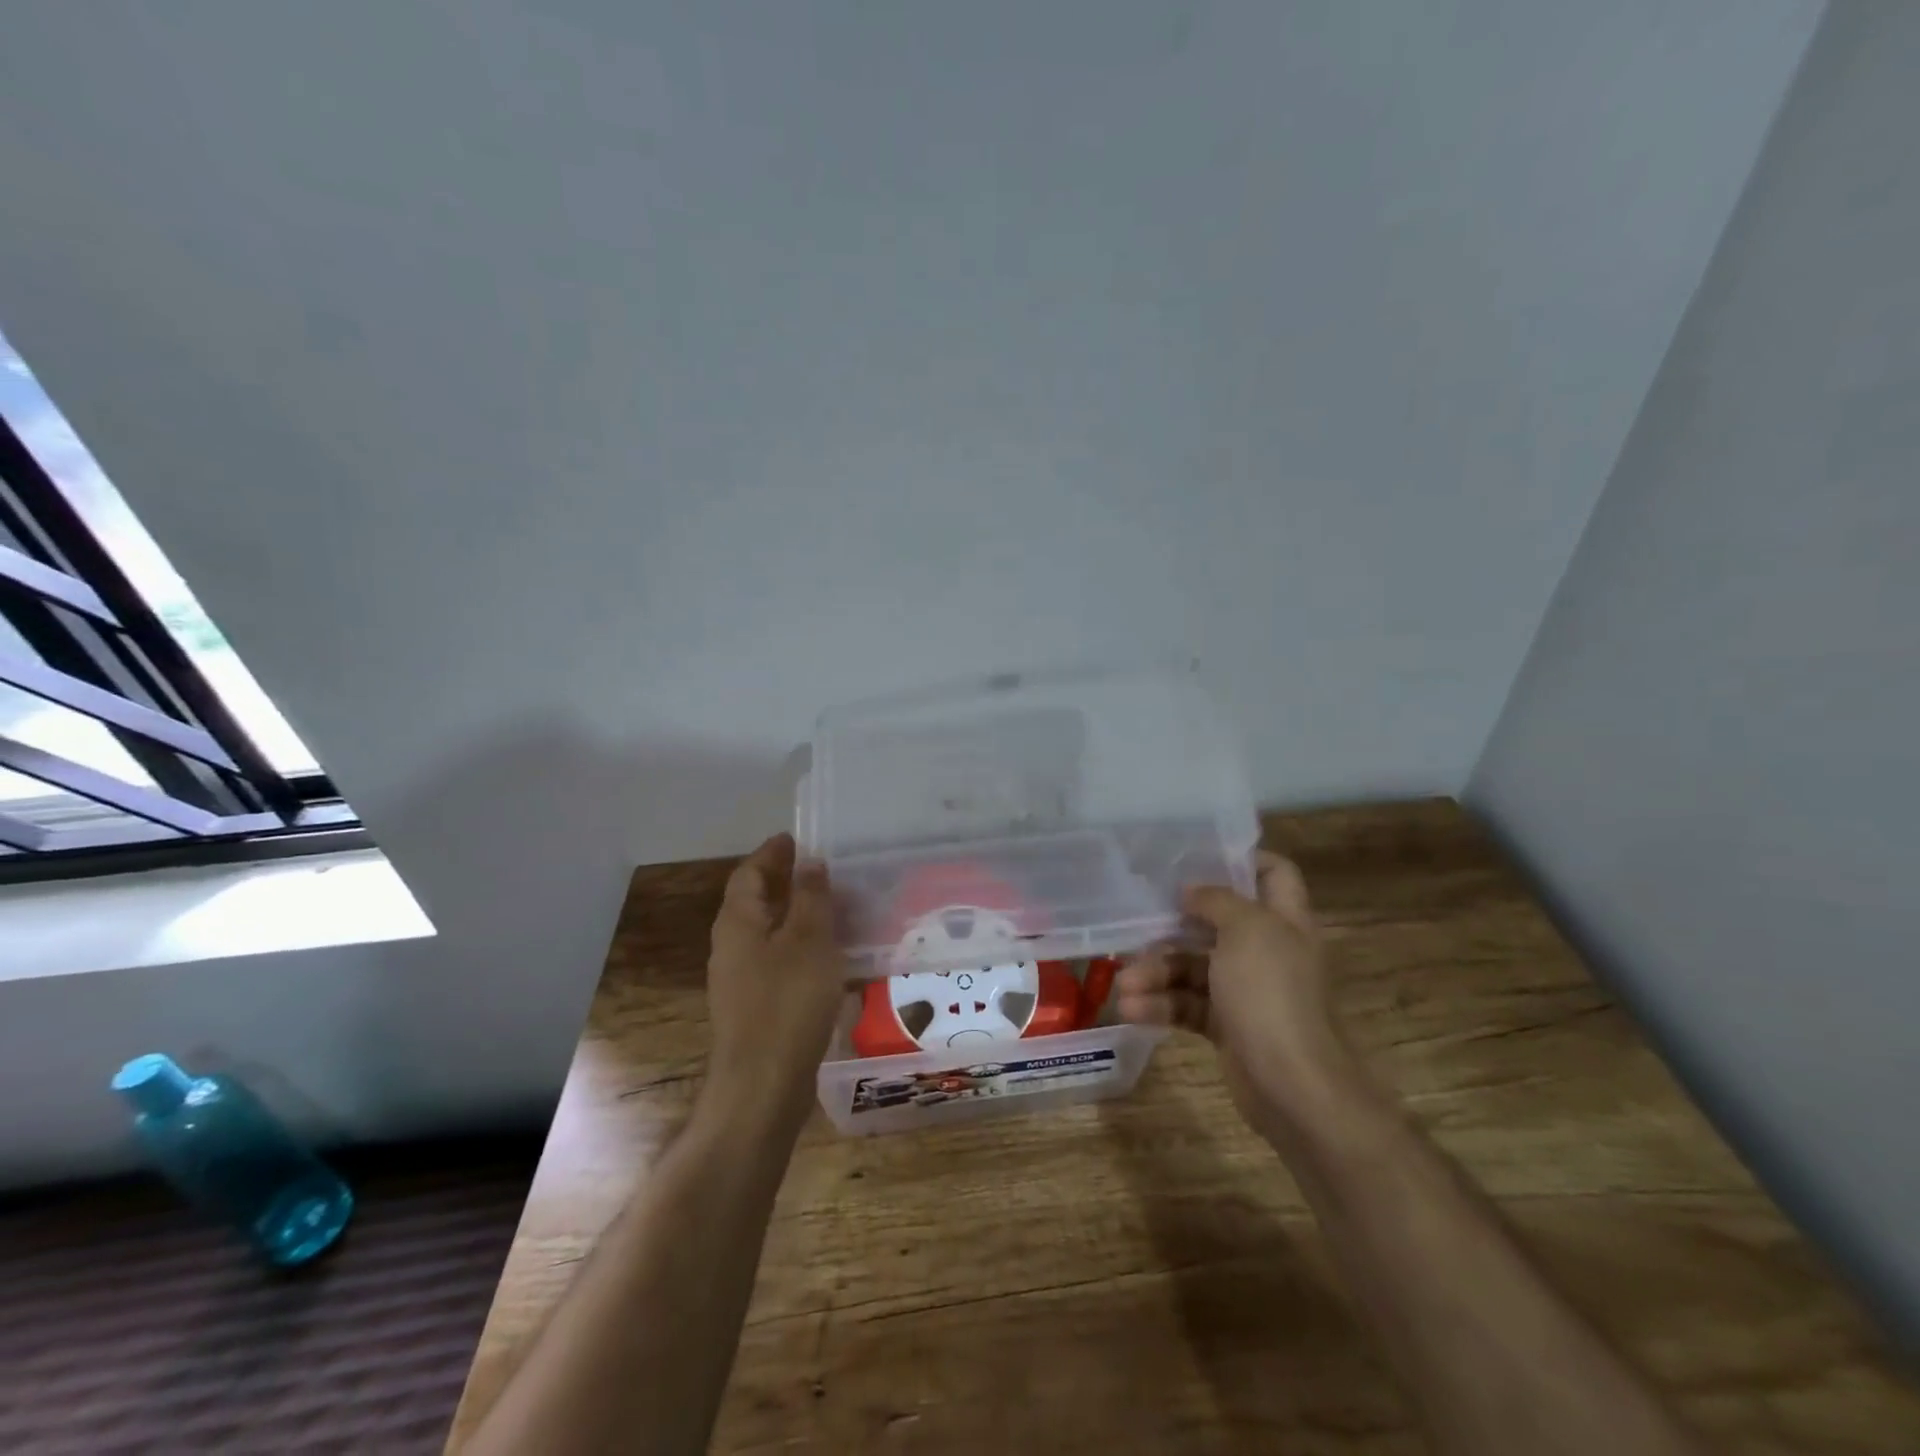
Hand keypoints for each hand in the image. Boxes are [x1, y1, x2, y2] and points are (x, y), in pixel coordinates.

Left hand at [703, 833, 847, 1121]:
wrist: (763, 1087)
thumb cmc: (787, 1003)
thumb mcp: (809, 940)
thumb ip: (811, 897)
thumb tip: (810, 862)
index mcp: (738, 922)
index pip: (749, 873)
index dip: (772, 854)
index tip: (797, 839)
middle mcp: (731, 947)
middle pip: (756, 902)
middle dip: (788, 883)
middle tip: (826, 872)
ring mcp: (740, 981)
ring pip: (770, 934)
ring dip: (798, 917)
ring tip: (837, 910)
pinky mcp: (755, 1008)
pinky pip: (778, 963)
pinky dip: (802, 949)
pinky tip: (832, 958)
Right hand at [1116, 850, 1360, 1130]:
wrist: (1293, 1087)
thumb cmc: (1271, 994)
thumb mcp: (1246, 930)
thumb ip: (1216, 901)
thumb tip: (1192, 891)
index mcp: (1284, 921)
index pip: (1273, 873)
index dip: (1241, 859)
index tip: (1195, 857)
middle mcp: (1268, 951)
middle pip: (1217, 923)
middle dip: (1173, 926)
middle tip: (1137, 925)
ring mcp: (1247, 991)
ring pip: (1194, 968)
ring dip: (1156, 974)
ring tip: (1124, 986)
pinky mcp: (1227, 1026)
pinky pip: (1188, 1005)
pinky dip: (1160, 1006)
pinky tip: (1131, 1010)